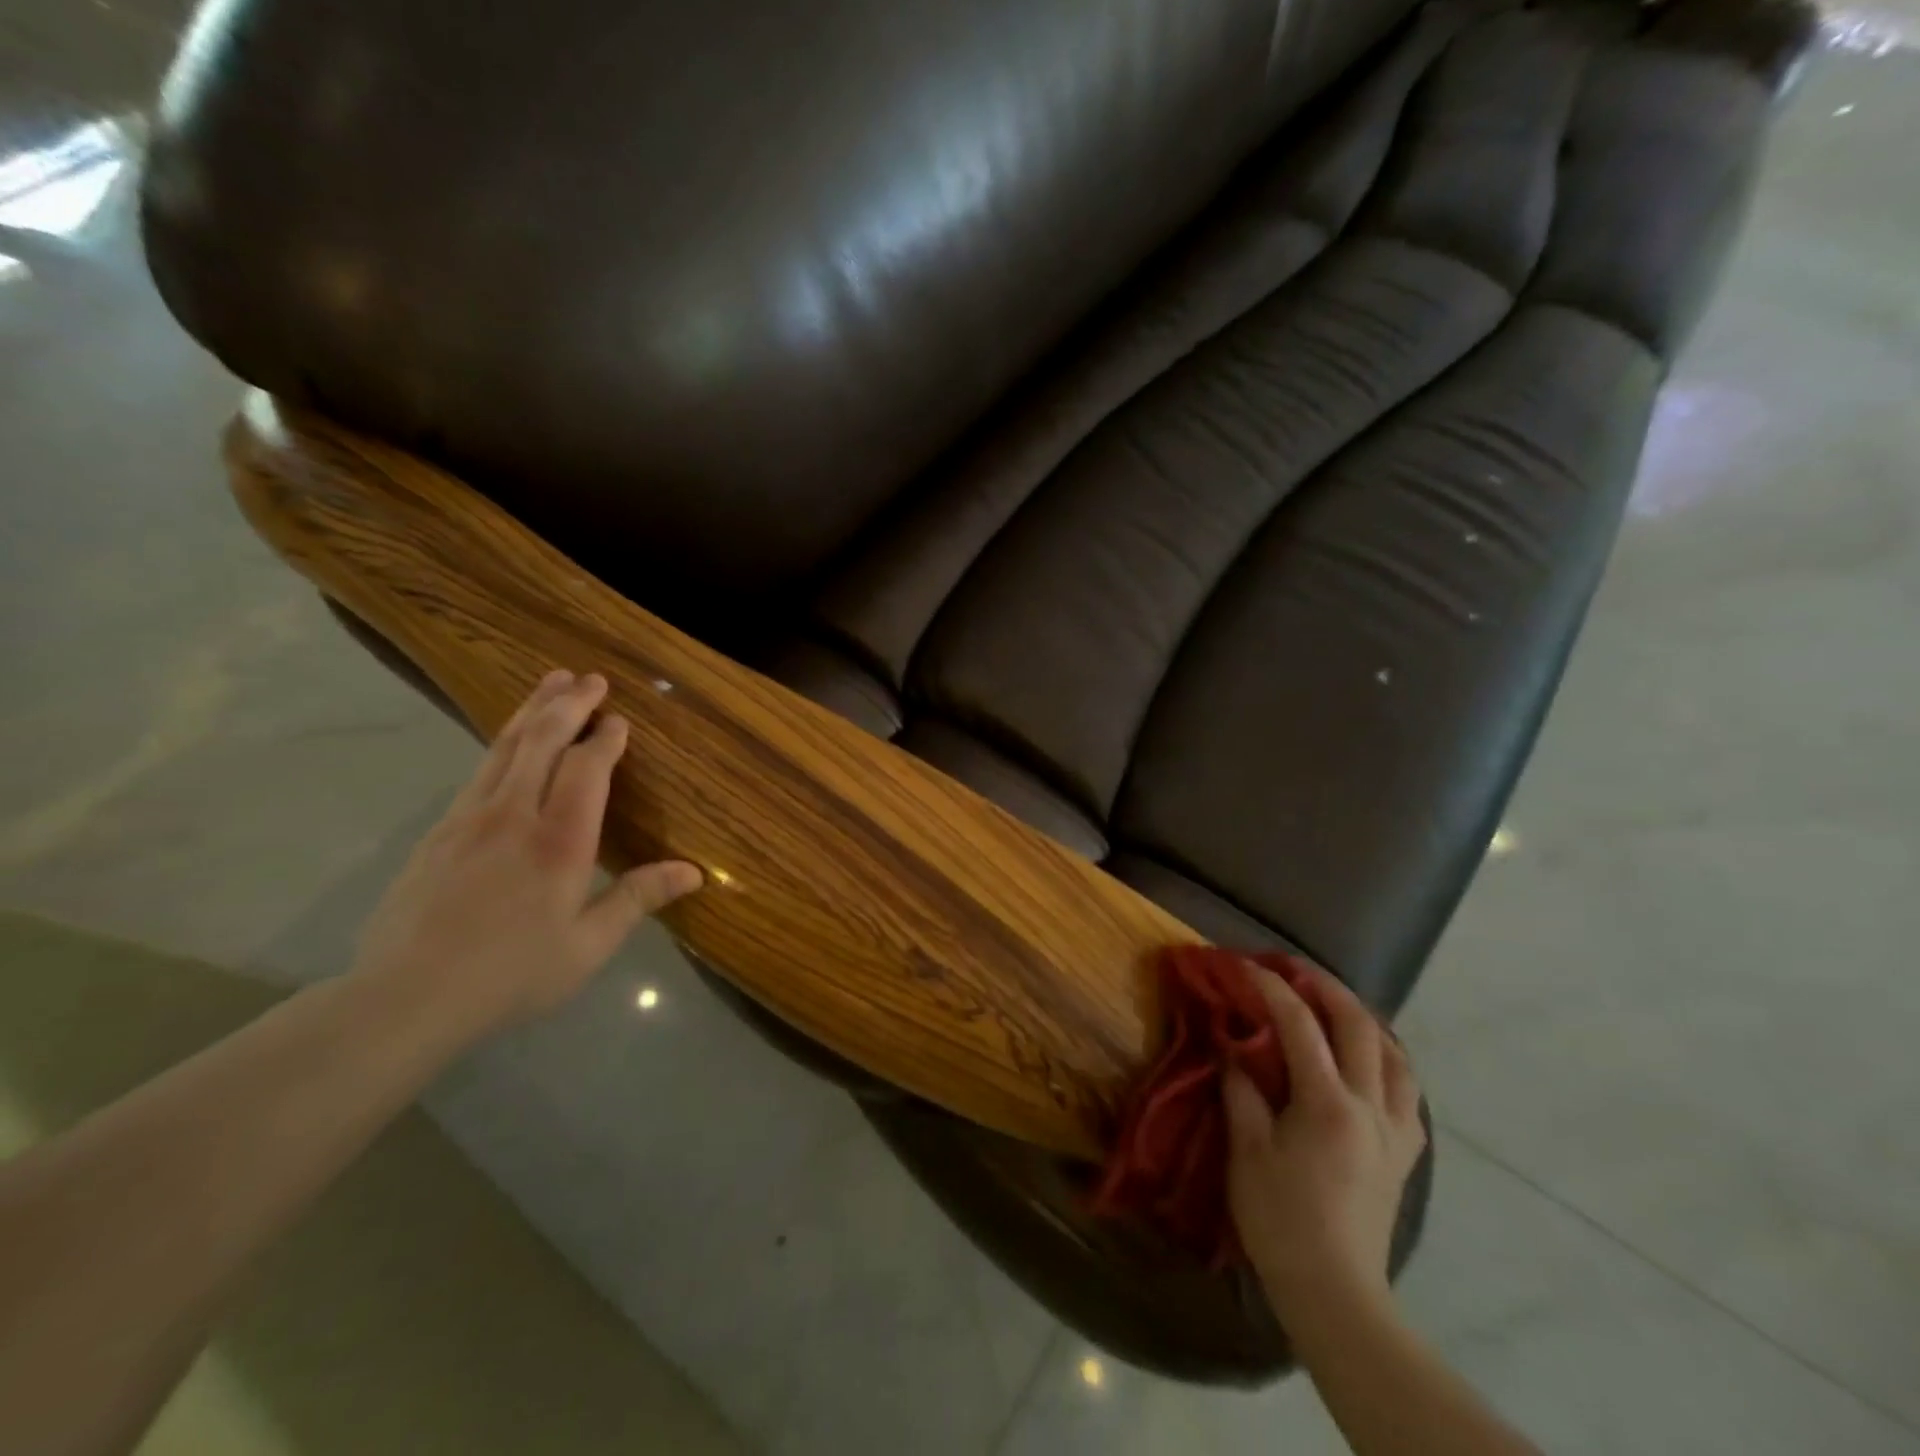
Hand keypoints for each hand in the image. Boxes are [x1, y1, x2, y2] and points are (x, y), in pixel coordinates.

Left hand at [349, 670, 703, 1037]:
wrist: (404, 997)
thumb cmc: (511, 974)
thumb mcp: (588, 946)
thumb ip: (638, 898)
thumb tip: (694, 872)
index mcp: (559, 842)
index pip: (586, 769)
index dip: (605, 739)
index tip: (620, 720)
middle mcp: (514, 815)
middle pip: (541, 741)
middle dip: (569, 704)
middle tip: (589, 678)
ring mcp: (469, 818)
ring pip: (504, 747)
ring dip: (532, 710)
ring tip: (551, 682)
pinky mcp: (439, 831)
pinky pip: (479, 770)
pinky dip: (502, 742)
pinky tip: (509, 741)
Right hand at [1224, 963, 1425, 1326]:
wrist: (1336, 1291)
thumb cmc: (1281, 1220)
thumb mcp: (1246, 1152)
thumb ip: (1243, 1091)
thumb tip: (1235, 1050)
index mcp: (1328, 1104)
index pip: (1301, 1025)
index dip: (1272, 989)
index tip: (1246, 966)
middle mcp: (1372, 1107)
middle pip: (1359, 1026)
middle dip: (1326, 987)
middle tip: (1295, 969)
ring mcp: (1396, 1130)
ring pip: (1395, 1054)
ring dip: (1364, 1019)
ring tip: (1335, 1005)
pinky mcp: (1406, 1153)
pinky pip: (1406, 1090)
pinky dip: (1386, 1059)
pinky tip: (1368, 1062)